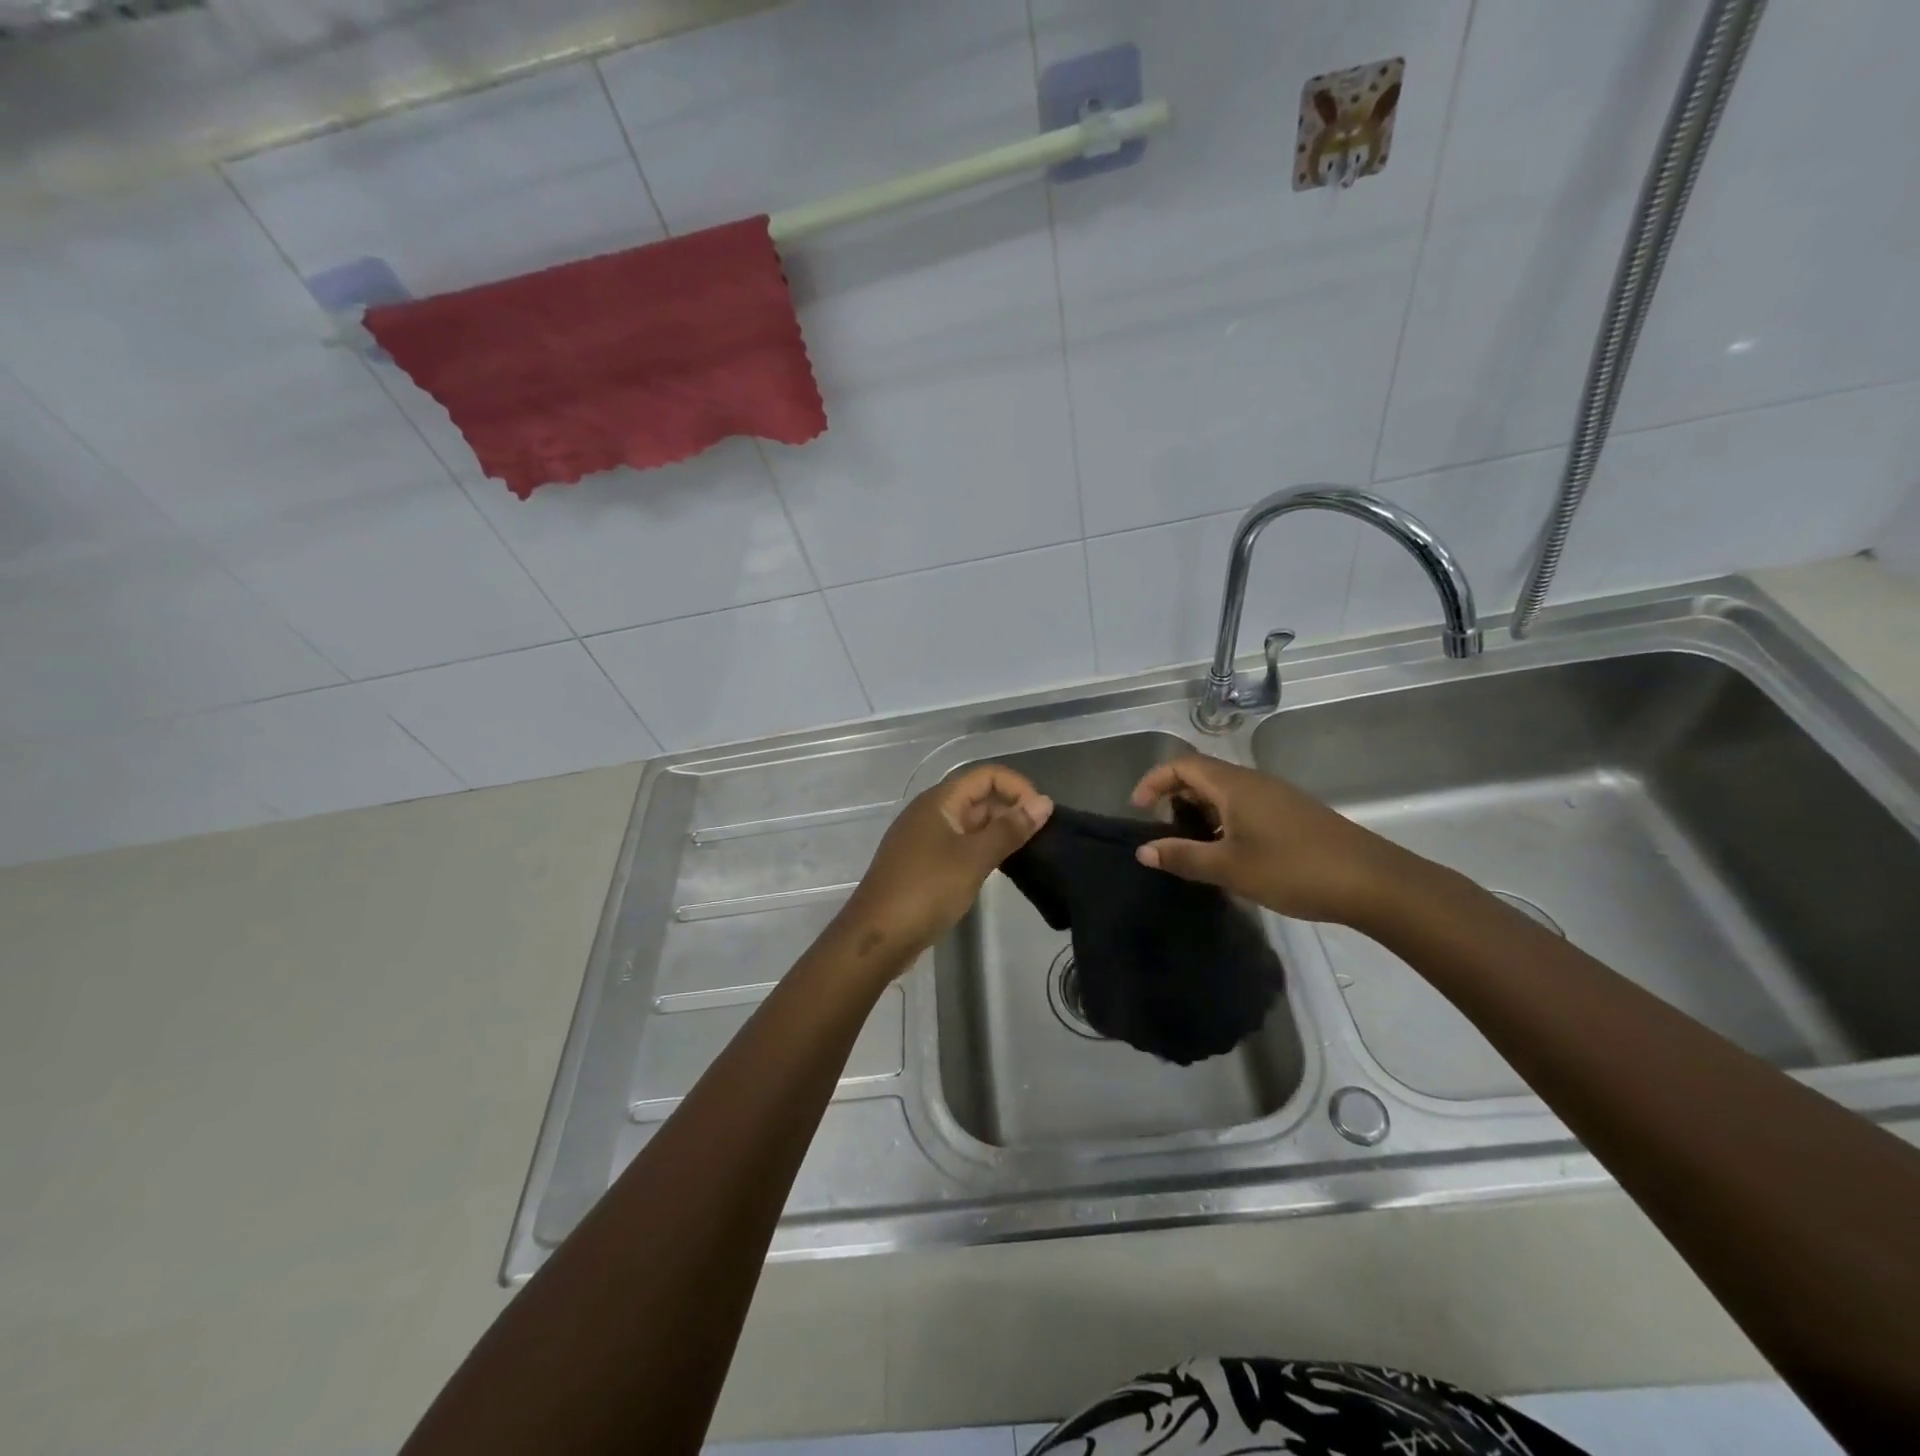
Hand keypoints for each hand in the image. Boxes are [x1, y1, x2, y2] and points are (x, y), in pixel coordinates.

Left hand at [836, 764, 1052, 965]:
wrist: (877, 936)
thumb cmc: (926, 890)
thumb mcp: (974, 859)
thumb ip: (1010, 830)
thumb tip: (1044, 803)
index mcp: (939, 801)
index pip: (986, 775)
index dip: (1018, 787)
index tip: (1042, 814)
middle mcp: (930, 812)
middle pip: (978, 796)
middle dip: (1011, 809)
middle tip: (1041, 837)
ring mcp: (924, 838)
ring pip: (969, 822)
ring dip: (998, 831)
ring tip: (1028, 852)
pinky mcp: (922, 863)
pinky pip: (959, 844)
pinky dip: (982, 849)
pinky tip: (998, 868)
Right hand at [1130, 753, 1405, 924]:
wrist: (1373, 882)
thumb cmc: (1293, 869)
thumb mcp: (1229, 868)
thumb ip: (1183, 857)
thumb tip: (1143, 850)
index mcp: (1234, 785)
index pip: (1182, 765)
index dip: (1153, 781)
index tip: (1138, 810)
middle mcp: (1253, 782)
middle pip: (1202, 776)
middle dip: (1174, 799)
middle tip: (1164, 834)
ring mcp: (1276, 797)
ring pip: (1224, 793)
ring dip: (1200, 814)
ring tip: (1193, 849)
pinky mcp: (1292, 815)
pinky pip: (1244, 807)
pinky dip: (1224, 823)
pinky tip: (1229, 856)